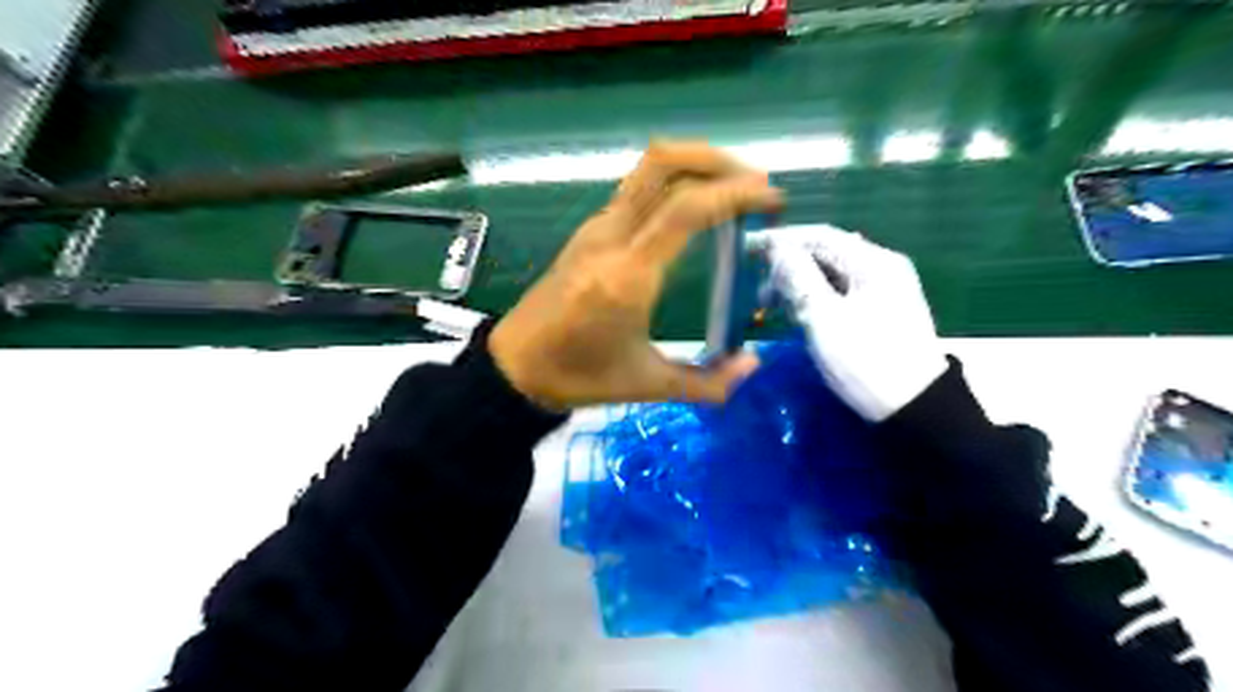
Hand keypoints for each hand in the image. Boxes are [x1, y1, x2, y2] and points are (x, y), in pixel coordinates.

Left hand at [488, 141, 777, 411]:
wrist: (514, 367)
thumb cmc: (578, 377)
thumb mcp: (648, 387)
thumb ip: (707, 383)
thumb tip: (753, 366)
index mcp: (628, 275)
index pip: (686, 209)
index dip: (734, 194)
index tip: (772, 201)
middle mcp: (610, 237)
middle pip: (662, 163)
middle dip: (716, 160)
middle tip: (754, 184)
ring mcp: (596, 229)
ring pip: (647, 170)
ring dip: (695, 167)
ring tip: (732, 193)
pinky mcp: (588, 232)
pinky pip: (636, 190)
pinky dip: (673, 184)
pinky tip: (693, 212)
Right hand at [769, 228, 945, 421]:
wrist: (916, 408)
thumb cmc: (866, 361)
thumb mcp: (824, 319)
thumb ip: (798, 278)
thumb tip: (777, 248)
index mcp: (873, 262)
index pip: (819, 237)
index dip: (780, 240)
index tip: (747, 249)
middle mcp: (882, 267)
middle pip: (827, 253)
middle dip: (788, 266)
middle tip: (760, 291)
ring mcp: (885, 289)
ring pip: (833, 274)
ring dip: (800, 283)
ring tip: (775, 306)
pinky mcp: (883, 310)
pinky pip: (842, 291)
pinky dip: (816, 296)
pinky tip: (800, 313)